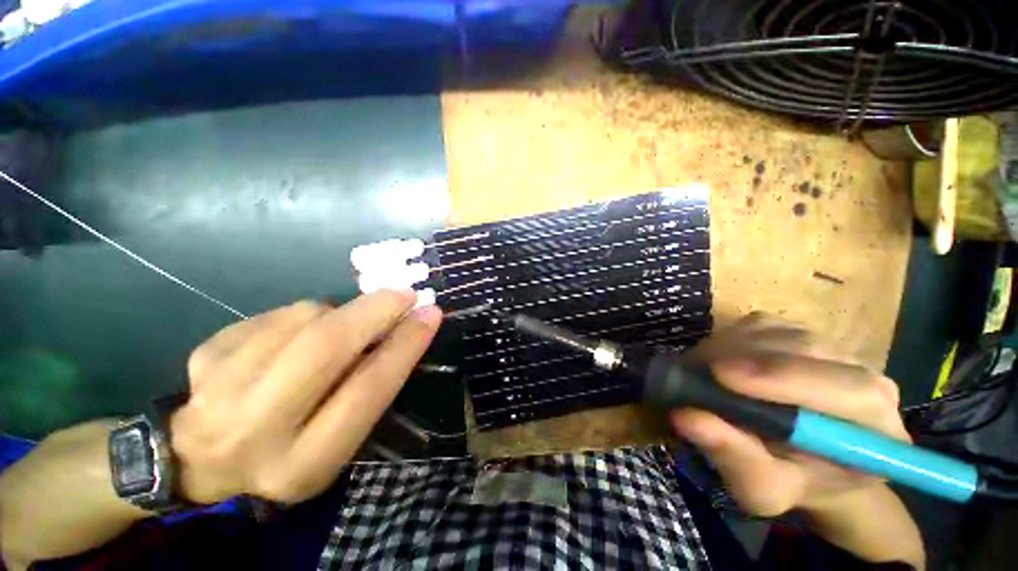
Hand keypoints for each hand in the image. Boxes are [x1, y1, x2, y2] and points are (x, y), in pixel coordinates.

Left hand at [169, 290, 441, 504]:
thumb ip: (370, 388)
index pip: (367, 391)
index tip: (430, 314)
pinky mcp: (206, 354)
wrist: (201, 458)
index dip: (405, 346)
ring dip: (340, 313)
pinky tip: (297, 337)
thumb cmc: (291, 450)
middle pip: (326, 347)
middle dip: (375, 311)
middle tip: (404, 294)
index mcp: (304, 461)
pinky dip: (304, 315)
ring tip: (342, 328)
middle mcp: (255, 430)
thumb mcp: (339, 440)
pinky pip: (277, 313)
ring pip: (303, 319)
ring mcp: (220, 387)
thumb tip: (407, 327)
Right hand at [671, 314, 908, 515]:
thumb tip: (686, 417)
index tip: (722, 375)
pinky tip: (718, 363)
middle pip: (807, 349)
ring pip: (777, 332)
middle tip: (696, 372)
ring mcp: (831, 347)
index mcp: (876, 428)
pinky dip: (729, 339)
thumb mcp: (760, 488)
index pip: (850, 390)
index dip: (784, 377)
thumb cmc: (788, 480)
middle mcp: (865, 376)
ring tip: (702, 373)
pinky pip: (758, 324)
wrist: (801, 459)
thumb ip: (734, 457)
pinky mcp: (799, 332)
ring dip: (729, 348)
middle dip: (744, 358)